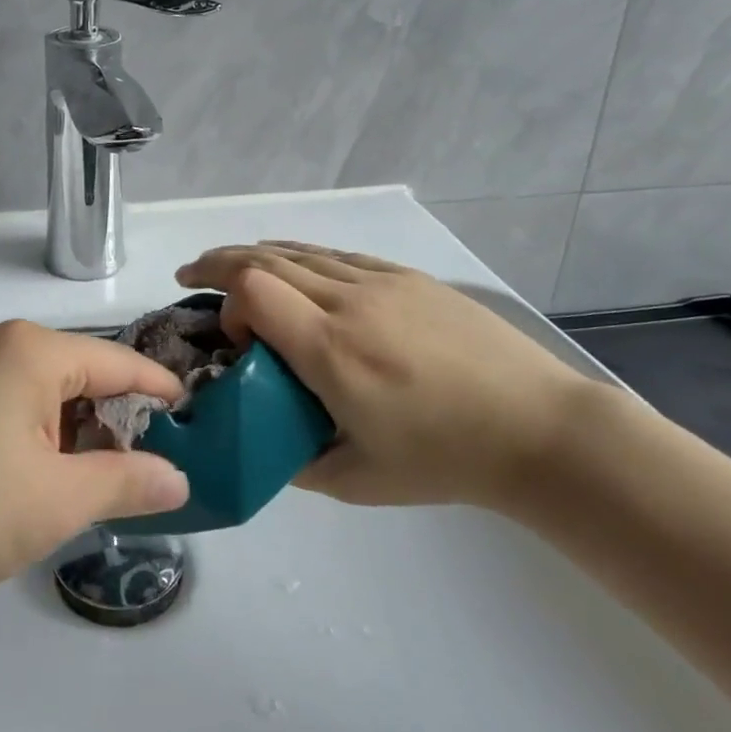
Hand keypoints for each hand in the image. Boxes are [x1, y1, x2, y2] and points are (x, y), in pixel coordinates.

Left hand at [0, 322, 190, 625]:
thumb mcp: (57, 501)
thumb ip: (127, 483)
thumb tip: (179, 478)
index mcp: (30, 351)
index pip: (117, 362)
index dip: (159, 390)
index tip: (195, 416)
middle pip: (79, 377)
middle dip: (114, 423)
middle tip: (145, 473)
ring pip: (43, 398)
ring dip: (73, 439)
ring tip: (94, 490)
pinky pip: (9, 411)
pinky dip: (36, 443)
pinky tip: (38, 487)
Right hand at [176, 242, 597, 509]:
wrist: (539, 429)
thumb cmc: (445, 460)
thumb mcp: (356, 480)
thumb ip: (292, 461)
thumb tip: (258, 443)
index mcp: (331, 350)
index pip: (253, 289)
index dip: (227, 303)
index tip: (237, 342)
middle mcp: (349, 302)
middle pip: (265, 258)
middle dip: (218, 264)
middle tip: (190, 276)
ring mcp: (382, 282)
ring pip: (301, 251)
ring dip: (256, 255)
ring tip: (230, 265)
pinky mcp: (409, 278)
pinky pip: (338, 255)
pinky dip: (301, 255)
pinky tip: (294, 266)